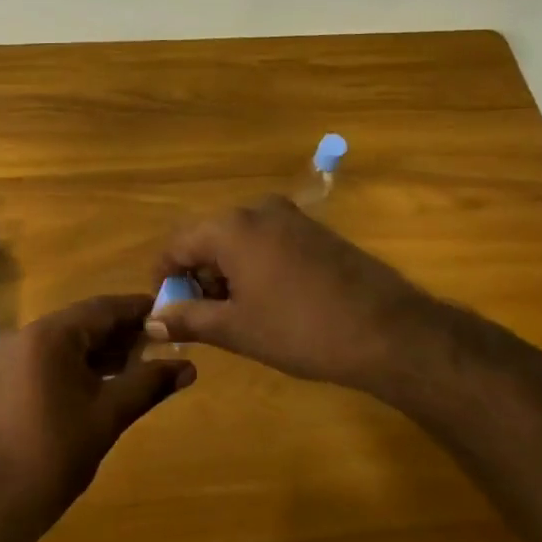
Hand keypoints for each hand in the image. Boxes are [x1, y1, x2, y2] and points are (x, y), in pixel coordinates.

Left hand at [0, 295, 195, 541]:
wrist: (0, 497)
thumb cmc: (57, 450)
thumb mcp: (110, 413)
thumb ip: (149, 383)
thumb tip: (190, 368)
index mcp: (50, 335)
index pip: (103, 308)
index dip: (140, 310)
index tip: (174, 313)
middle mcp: (30, 334)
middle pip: (87, 321)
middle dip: (127, 331)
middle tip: (169, 340)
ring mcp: (19, 356)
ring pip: (73, 340)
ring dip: (108, 348)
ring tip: (151, 359)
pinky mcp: (16, 377)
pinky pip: (58, 357)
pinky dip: (87, 363)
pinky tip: (118, 376)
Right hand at [150, 196, 425, 391]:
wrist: (388, 332)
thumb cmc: (300, 330)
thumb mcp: (236, 329)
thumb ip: (188, 319)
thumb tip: (153, 320)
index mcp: (231, 227)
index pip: (177, 244)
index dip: (164, 278)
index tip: (166, 311)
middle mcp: (258, 210)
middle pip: (207, 238)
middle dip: (196, 276)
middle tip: (198, 317)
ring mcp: (291, 217)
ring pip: (238, 240)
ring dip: (225, 273)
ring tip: (232, 315)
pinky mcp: (315, 231)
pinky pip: (267, 242)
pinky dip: (253, 267)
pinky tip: (266, 301)